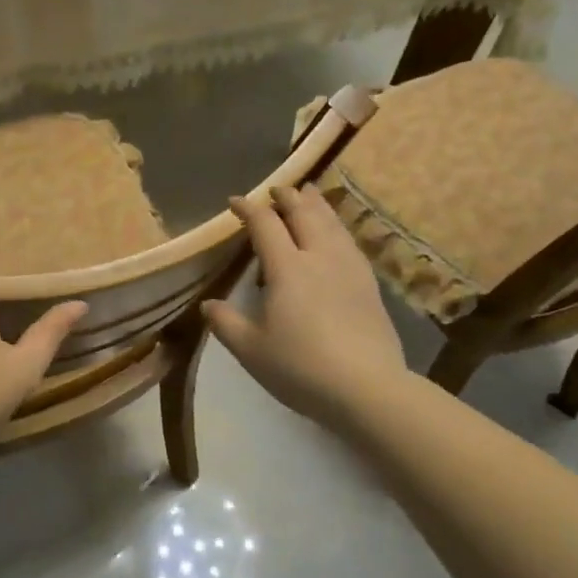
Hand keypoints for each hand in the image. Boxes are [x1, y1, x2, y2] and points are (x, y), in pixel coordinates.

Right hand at [201, 185, 406, 427]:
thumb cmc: (301, 368)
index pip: (265, 225)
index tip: (235, 202)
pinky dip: (338, 226)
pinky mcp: (369, 284)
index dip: (249, 209)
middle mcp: (319, 257)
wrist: (367, 388)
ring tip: (309, 194)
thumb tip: (208, 304)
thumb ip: (226, 323)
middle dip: (287, 197)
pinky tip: (337, 234)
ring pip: (332, 223)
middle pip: (304, 214)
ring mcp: (349, 268)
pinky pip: (350, 241)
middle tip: (276, 189)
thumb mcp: (251, 350)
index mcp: (287, 268)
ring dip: (317, 204)